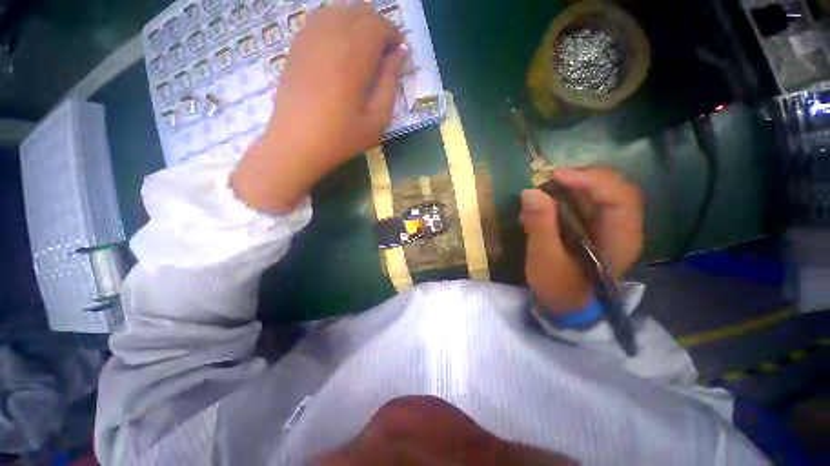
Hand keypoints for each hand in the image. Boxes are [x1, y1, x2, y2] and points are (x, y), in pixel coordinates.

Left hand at [231, 4, 406, 212]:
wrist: (296, 143)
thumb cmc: (341, 138)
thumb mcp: (377, 120)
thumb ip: (391, 84)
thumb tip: (400, 55)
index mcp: (354, 56)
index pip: (379, 25)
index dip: (394, 34)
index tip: (400, 52)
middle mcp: (331, 37)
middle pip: (360, 11)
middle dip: (378, 26)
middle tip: (385, 52)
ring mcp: (309, 37)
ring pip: (338, 9)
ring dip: (357, 22)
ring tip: (365, 48)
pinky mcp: (296, 45)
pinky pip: (319, 19)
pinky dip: (336, 23)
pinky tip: (341, 46)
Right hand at [521, 167, 643, 313]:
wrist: (565, 305)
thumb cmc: (558, 287)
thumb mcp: (544, 259)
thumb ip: (540, 225)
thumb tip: (529, 191)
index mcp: (620, 239)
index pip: (619, 197)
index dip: (590, 181)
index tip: (555, 177)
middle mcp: (623, 227)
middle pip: (613, 188)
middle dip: (581, 178)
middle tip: (549, 179)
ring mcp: (610, 225)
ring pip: (600, 191)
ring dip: (572, 185)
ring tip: (545, 190)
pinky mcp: (596, 226)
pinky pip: (587, 201)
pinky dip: (567, 195)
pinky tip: (547, 202)